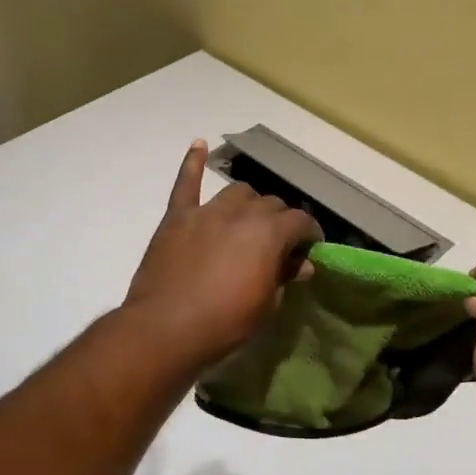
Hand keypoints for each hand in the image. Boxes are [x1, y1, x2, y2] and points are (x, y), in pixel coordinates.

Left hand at [124, 141, 323, 368]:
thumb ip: (284, 277)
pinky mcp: (177, 217)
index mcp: (270, 233)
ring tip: (248, 219)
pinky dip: (192, 163)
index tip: (311, 247)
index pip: (300, 222)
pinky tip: (198, 145)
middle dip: (280, 220)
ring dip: (249, 203)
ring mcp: (207, 211)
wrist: (165, 329)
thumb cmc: (224, 324)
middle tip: (279, 243)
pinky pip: (186, 183)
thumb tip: (302, 264)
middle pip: (271, 204)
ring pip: (237, 192)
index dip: (310, 234)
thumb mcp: (266, 306)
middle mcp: (242, 213)